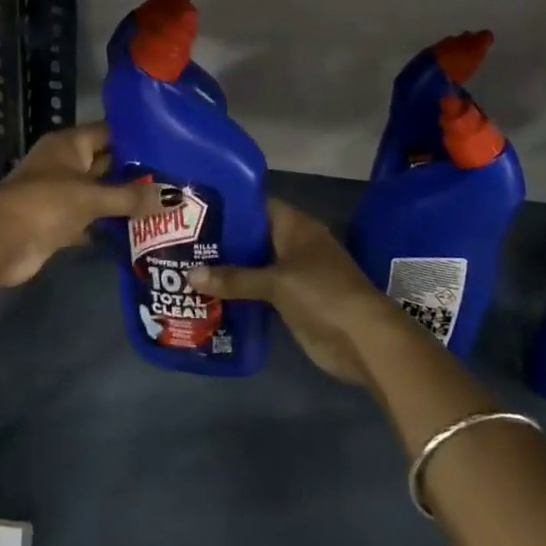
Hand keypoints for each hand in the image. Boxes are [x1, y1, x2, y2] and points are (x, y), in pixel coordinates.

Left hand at [0, 123, 168, 288]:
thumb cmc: (44, 204)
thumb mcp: (91, 197)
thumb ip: (132, 197)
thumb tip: (176, 197)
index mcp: (69, 144)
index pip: (109, 132)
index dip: (137, 138)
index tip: (171, 144)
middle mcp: (66, 164)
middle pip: (107, 163)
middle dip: (136, 172)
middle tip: (176, 177)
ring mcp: (62, 193)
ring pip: (101, 192)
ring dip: (125, 199)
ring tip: (166, 203)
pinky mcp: (60, 222)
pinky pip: (93, 218)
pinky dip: (111, 224)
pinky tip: (141, 230)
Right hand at [189, 198, 398, 383]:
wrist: (363, 339)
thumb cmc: (323, 295)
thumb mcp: (276, 282)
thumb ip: (235, 278)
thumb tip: (190, 274)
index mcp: (295, 226)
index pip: (257, 206)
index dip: (229, 207)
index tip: (197, 210)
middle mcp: (293, 245)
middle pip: (253, 237)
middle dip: (223, 242)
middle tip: (182, 243)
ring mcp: (294, 274)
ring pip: (254, 266)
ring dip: (228, 270)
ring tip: (186, 269)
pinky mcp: (292, 302)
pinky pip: (259, 292)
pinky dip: (239, 294)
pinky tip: (209, 298)